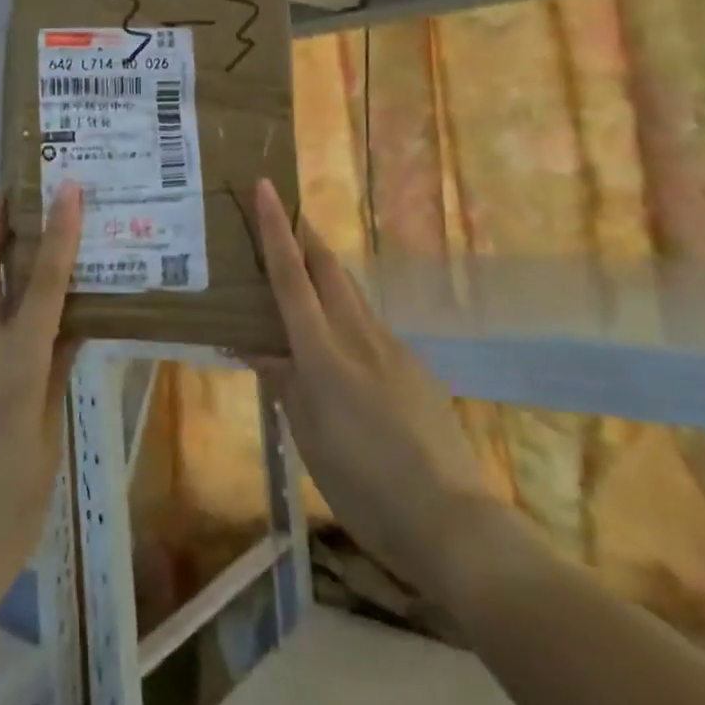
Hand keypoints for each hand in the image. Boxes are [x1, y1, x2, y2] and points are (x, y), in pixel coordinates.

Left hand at [0, 184, 81, 618]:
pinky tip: (10, 317)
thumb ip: (52, 378)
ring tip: (19, 238)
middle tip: (11, 188)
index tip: (66, 189)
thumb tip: (69, 327)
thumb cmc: (4, 513)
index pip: (42, 286)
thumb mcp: (45, 444)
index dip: (57, 234)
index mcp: (13, 368)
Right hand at [250, 179, 535, 598]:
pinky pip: (372, 328)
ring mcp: (393, 348)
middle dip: (305, 236)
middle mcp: (359, 336)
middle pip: (329, 269)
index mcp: (323, 353)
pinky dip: (348, 318)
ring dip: (326, 273)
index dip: (275, 230)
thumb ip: (283, 382)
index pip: (292, 277)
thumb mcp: (308, 437)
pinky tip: (344, 348)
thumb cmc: (363, 484)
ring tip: (304, 275)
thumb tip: (254, 344)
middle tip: (284, 215)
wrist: (450, 518)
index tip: (266, 187)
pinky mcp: (415, 366)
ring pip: (352, 295)